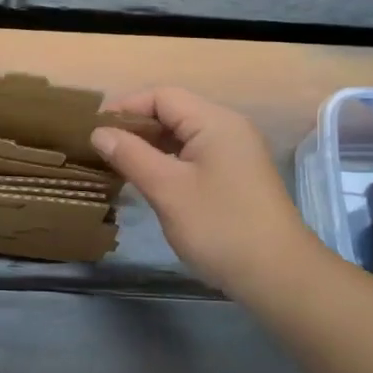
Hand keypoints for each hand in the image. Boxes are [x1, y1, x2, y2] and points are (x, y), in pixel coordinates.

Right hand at [91, 87, 322, 301]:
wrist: (279, 277)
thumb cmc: (219, 227)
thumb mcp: (167, 189)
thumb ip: (130, 155)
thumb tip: (99, 132)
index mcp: (215, 121)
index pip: (161, 96)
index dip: (125, 107)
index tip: (93, 130)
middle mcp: (227, 128)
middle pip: (172, 112)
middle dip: (135, 127)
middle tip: (100, 149)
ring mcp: (234, 153)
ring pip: (182, 136)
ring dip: (149, 146)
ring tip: (116, 164)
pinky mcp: (235, 177)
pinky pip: (193, 156)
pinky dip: (167, 162)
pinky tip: (147, 181)